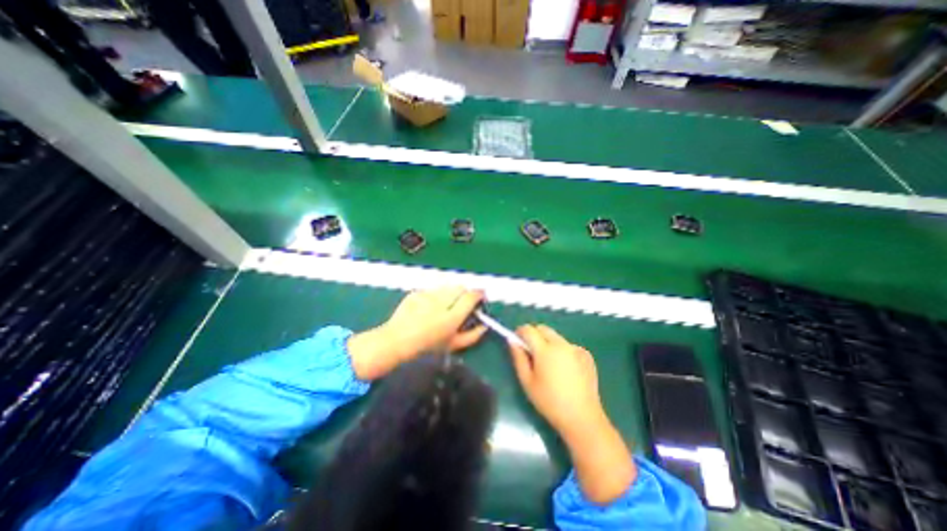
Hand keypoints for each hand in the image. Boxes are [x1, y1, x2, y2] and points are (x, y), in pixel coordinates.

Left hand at [346, 289, 483, 378]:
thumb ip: (472, 336)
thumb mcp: (453, 345)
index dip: (479, 293)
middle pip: (460, 287)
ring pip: (447, 287)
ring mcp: (427, 295)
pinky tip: (429, 306)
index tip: (481, 296)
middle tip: (463, 301)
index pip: (471, 296)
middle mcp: (440, 303)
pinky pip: (433, 289)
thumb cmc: (428, 346)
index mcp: (451, 317)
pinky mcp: (417, 292)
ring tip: (445, 304)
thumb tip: (485, 326)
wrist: (397, 340)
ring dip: (451, 292)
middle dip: (465, 292)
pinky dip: (436, 295)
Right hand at [506, 326, 630, 502]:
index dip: (520, 332)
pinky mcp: (586, 355)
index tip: (518, 341)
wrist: (582, 418)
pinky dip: (563, 351)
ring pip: (556, 337)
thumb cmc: (549, 402)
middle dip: (534, 335)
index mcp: (545, 350)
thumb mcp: (527, 381)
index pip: (529, 329)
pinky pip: (568, 346)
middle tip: (532, 353)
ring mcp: (576, 348)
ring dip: (549, 343)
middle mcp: (561, 344)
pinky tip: (566, 370)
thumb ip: (518, 358)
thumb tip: (512, 340)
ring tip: (550, 365)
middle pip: (543, 329)